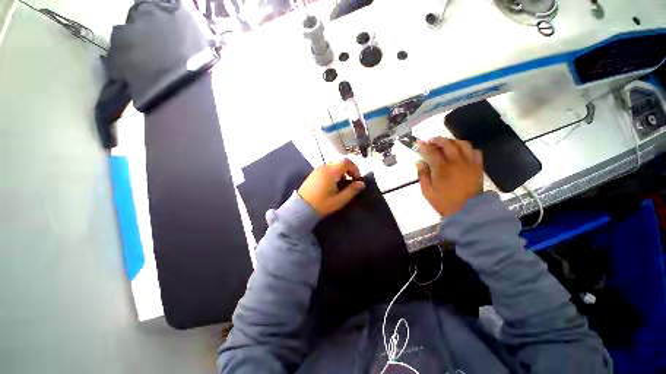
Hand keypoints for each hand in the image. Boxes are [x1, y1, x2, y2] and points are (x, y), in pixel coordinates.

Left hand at [298, 159, 365, 216]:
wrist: (301, 207)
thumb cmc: (322, 204)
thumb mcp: (339, 200)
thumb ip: (352, 190)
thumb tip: (362, 184)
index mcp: (331, 172)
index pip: (346, 162)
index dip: (355, 169)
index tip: (356, 179)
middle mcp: (324, 167)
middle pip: (340, 162)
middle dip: (348, 170)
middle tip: (351, 181)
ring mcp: (317, 170)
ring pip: (333, 165)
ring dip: (341, 172)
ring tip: (341, 185)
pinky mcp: (314, 173)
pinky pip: (327, 169)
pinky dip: (333, 173)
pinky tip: (332, 184)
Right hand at [417, 137, 483, 216]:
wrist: (468, 211)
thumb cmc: (444, 202)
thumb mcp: (427, 191)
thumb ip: (422, 175)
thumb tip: (419, 162)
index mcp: (441, 168)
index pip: (431, 152)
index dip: (424, 146)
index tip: (419, 143)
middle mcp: (455, 162)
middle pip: (447, 144)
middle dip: (437, 140)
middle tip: (431, 141)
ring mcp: (469, 163)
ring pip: (462, 144)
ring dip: (452, 141)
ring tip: (446, 144)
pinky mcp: (478, 166)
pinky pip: (475, 151)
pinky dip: (467, 148)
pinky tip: (462, 152)